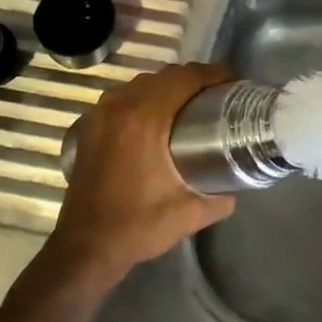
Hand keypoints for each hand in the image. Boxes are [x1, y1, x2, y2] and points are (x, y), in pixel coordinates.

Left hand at [47, 63, 236, 283]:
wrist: (85, 248)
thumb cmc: (138, 226)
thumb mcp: (190, 214)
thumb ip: (220, 196)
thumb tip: (235, 185)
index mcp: (146, 119)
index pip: (185, 78)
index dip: (213, 74)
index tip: (234, 83)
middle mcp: (121, 105)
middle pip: (164, 76)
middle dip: (194, 80)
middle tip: (217, 96)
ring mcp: (101, 113)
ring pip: (142, 84)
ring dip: (167, 88)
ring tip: (190, 106)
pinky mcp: (90, 125)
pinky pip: (124, 98)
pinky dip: (144, 99)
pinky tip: (156, 120)